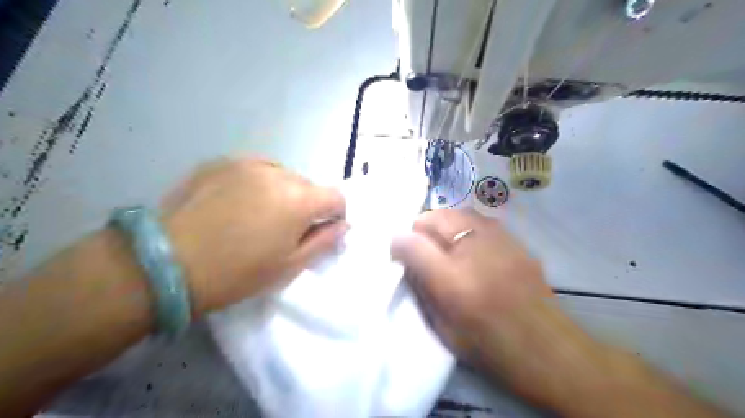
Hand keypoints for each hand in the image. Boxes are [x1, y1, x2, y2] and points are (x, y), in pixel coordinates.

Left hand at [163, 158, 345, 314]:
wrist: (166, 263)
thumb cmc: (238, 272)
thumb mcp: (290, 265)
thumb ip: (324, 241)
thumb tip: (343, 226)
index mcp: (299, 198)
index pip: (336, 196)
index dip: (336, 214)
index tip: (323, 230)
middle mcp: (278, 172)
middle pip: (308, 186)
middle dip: (307, 205)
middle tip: (285, 230)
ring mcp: (247, 163)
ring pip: (281, 176)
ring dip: (282, 193)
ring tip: (258, 216)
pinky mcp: (220, 162)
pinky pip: (254, 170)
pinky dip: (257, 184)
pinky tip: (236, 204)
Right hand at [391, 210, 551, 375]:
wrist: (548, 350)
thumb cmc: (489, 346)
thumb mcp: (442, 328)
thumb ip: (419, 288)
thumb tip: (405, 259)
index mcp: (452, 282)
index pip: (411, 243)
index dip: (398, 243)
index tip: (397, 252)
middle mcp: (475, 253)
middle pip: (435, 217)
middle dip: (420, 227)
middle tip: (419, 245)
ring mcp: (500, 242)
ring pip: (459, 212)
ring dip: (443, 223)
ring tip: (443, 242)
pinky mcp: (516, 241)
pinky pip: (481, 220)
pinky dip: (466, 226)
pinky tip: (470, 245)